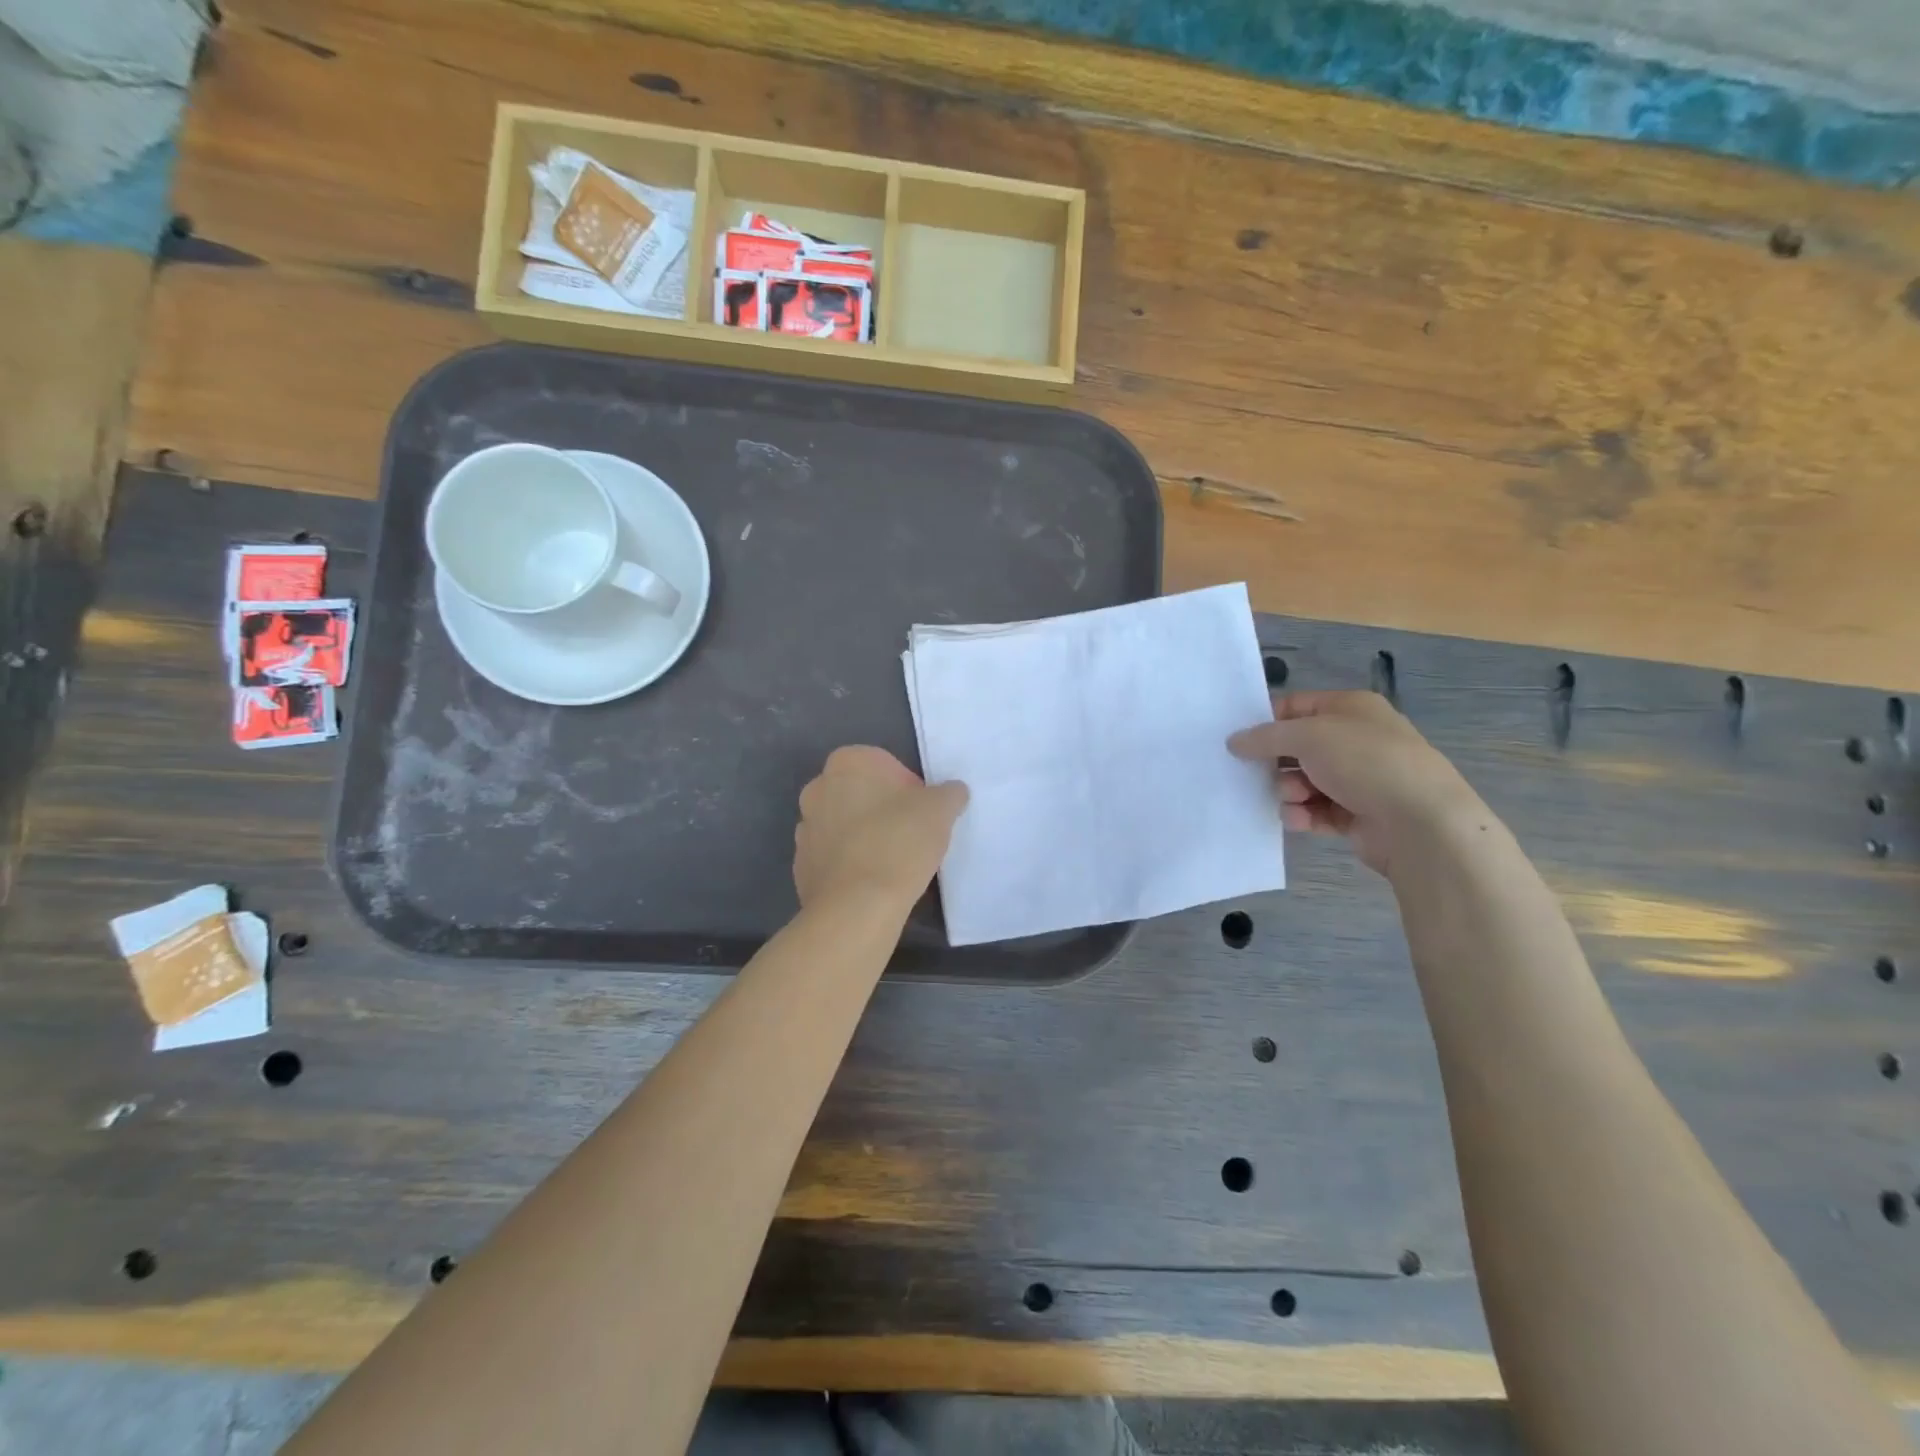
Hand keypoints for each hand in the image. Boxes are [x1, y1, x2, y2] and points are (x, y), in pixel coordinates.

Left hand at [794, 746, 969, 913]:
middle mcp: (817, 788)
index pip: (884, 764)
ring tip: (893, 862)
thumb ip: (949, 793)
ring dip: (865, 836)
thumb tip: (952, 792)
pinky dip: (851, 864)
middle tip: (911, 835)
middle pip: (861, 793)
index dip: (908, 787)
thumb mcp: (941, 809)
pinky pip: (833, 856)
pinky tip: (872, 881)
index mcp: (846, 763)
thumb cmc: (899, 842)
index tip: (922, 812)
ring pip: (844, 825)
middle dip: (884, 809)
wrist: (857, 905)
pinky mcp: (801, 865)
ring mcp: (804, 828)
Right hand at [1228, 690, 1483, 876]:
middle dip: (1275, 762)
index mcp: (1350, 709)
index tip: (1238, 740)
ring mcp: (1358, 778)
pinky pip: (1317, 810)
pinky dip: (1303, 815)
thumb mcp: (1307, 736)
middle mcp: (1355, 739)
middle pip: (1297, 747)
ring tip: (1291, 799)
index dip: (1266, 721)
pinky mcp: (1357, 814)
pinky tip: (1300, 819)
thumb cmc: (1364, 762)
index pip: (1296, 706)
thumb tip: (1234, 741)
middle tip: (1259, 773)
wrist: (1420, 822)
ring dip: (1289, 791)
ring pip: (1303, 781)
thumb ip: (1265, 737)